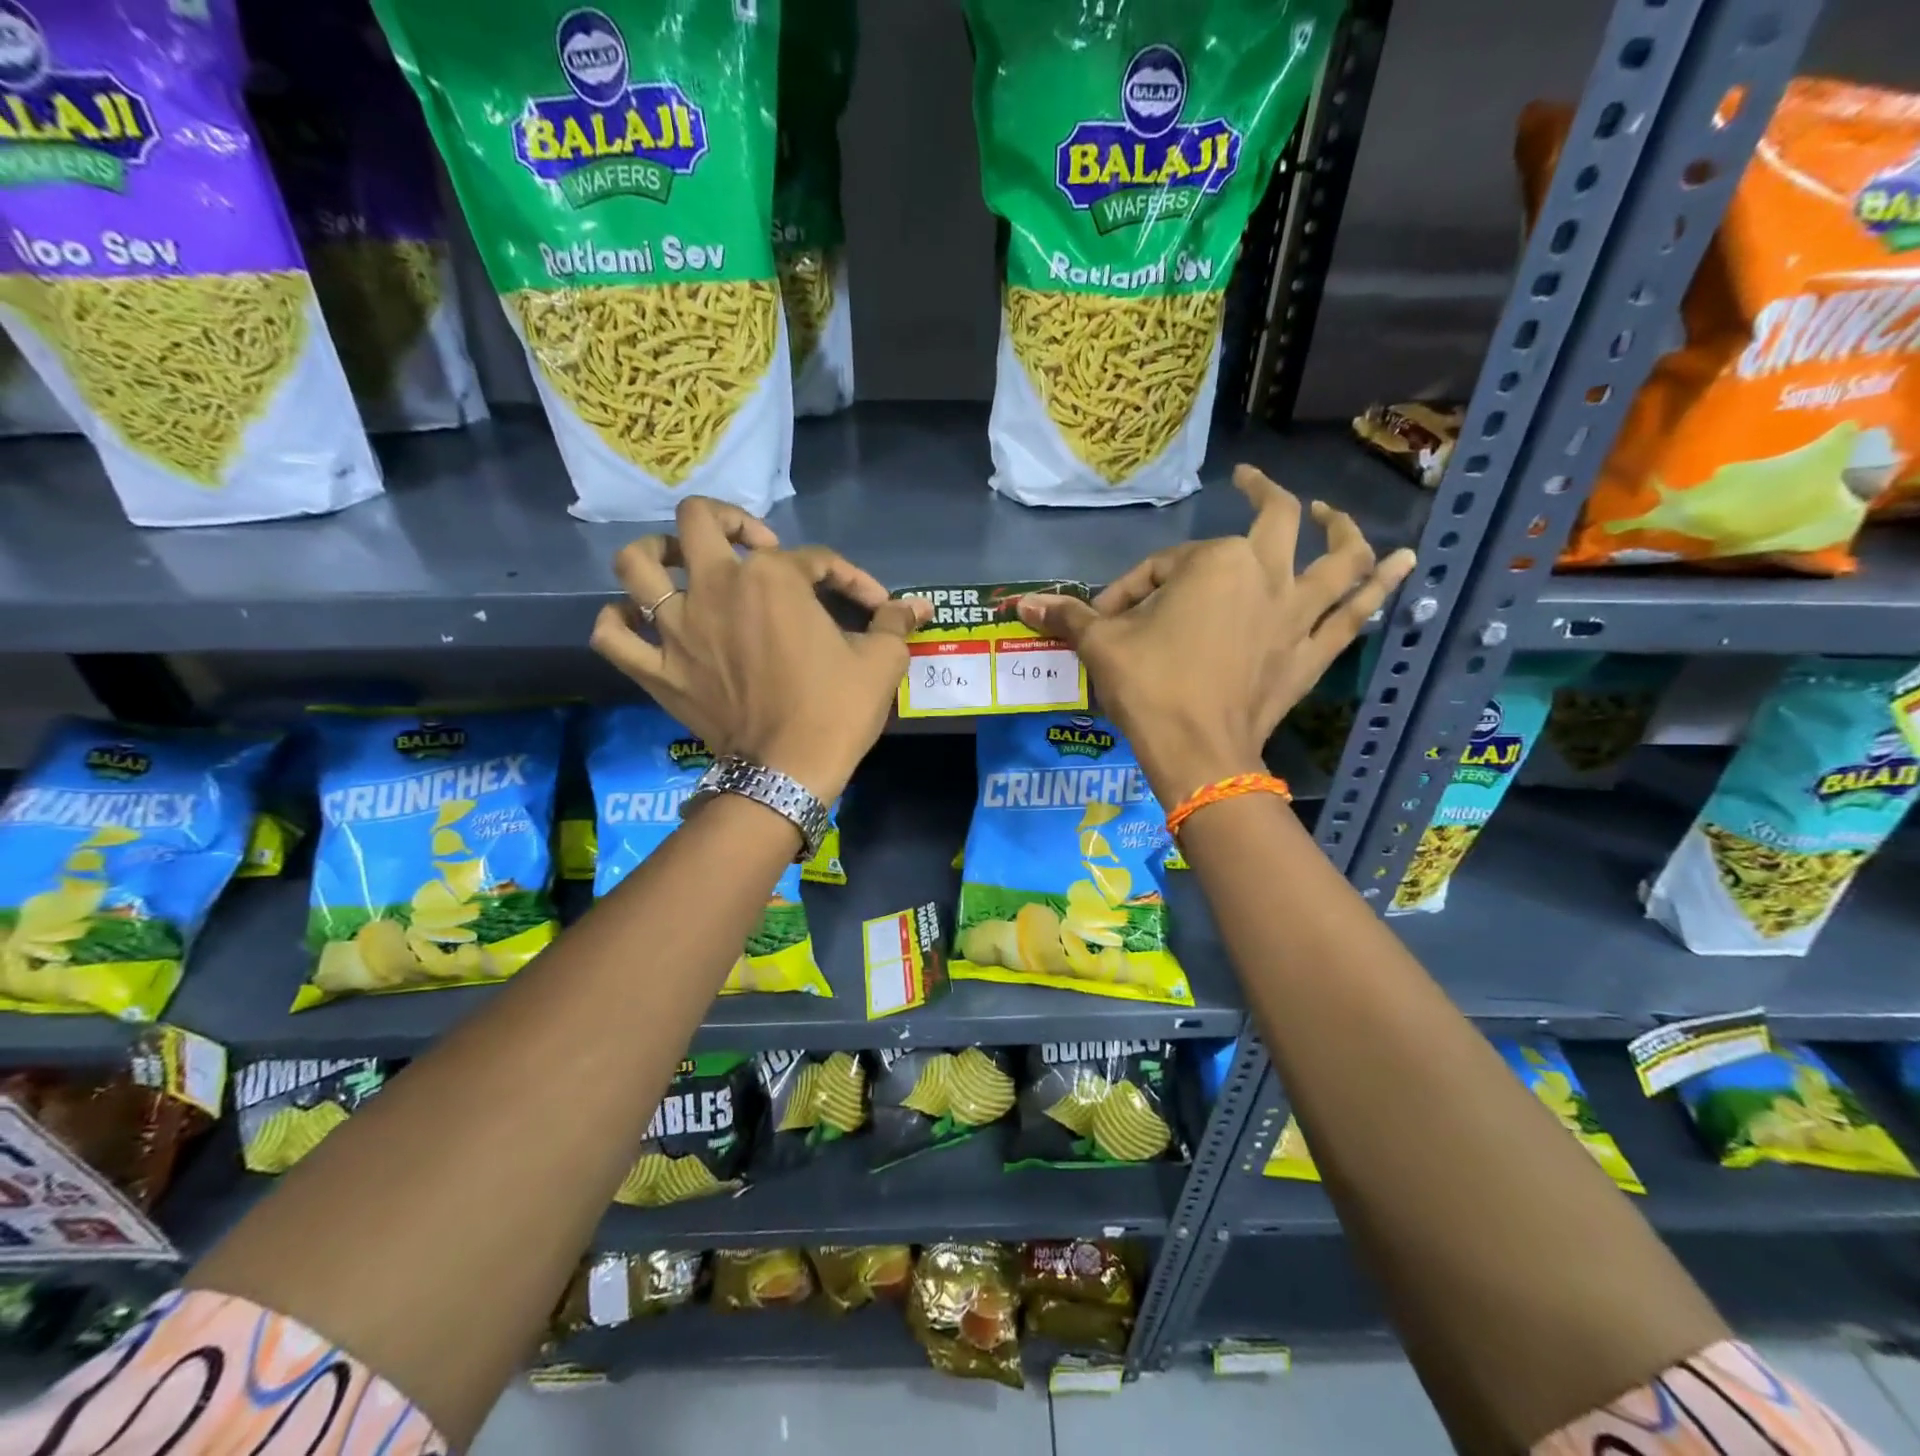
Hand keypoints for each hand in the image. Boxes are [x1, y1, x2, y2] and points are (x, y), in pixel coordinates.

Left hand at [590, 499, 928, 801]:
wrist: (789, 771)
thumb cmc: (836, 709)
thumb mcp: (880, 662)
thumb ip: (895, 623)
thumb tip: (919, 605)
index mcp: (772, 578)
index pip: (814, 559)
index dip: (848, 576)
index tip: (872, 604)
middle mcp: (715, 587)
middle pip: (698, 521)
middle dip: (728, 520)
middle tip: (753, 544)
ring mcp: (676, 628)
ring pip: (635, 566)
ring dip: (653, 555)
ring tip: (677, 565)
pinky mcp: (657, 669)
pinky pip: (611, 636)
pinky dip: (616, 622)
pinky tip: (636, 621)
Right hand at [1017, 467, 1415, 805]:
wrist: (1197, 752)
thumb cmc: (1149, 688)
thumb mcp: (1102, 646)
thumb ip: (1067, 616)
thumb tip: (1018, 606)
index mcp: (1213, 562)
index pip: (1165, 564)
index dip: (1132, 588)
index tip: (1107, 619)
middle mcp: (1265, 574)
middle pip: (1274, 522)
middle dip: (1264, 494)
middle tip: (1252, 482)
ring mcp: (1296, 613)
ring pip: (1337, 559)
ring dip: (1343, 531)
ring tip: (1338, 514)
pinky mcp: (1313, 652)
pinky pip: (1355, 613)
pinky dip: (1383, 587)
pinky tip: (1407, 564)